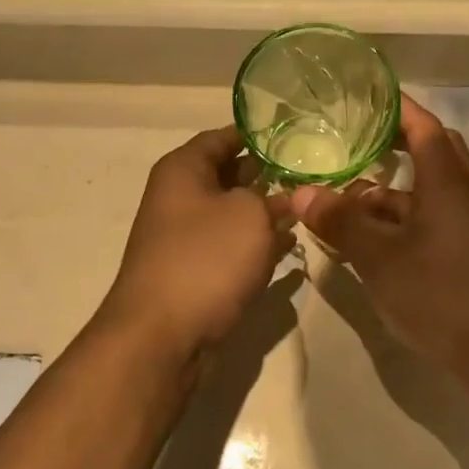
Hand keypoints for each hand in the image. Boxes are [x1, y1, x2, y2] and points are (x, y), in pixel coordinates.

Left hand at [100, 126, 292, 358]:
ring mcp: (183, 239)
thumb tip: (284, 199)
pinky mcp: (193, 273)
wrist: (161, 333)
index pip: (221, 137)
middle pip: (226, 176)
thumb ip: (272, 200)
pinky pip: (229, 249)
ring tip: (304, 211)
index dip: (256, 134)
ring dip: (263, 214)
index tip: (293, 135)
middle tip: (307, 174)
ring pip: (230, 215)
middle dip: (264, 175)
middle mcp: (178, 199)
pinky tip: (286, 249)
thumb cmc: (206, 258)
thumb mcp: (250, 215)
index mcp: (182, 170)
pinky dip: (254, 246)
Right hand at [291, 97, 468, 376]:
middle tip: (352, 147)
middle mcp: (461, 195)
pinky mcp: (463, 251)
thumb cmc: (438, 293)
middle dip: (391, 147)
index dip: (396, 108)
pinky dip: (395, 221)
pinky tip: (363, 242)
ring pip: (423, 192)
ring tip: (339, 206)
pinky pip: (426, 220)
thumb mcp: (379, 257)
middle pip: (430, 153)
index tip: (365, 98)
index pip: (423, 127)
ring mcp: (465, 225)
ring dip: (385, 193)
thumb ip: (340, 222)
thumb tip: (300, 193)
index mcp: (447, 184)